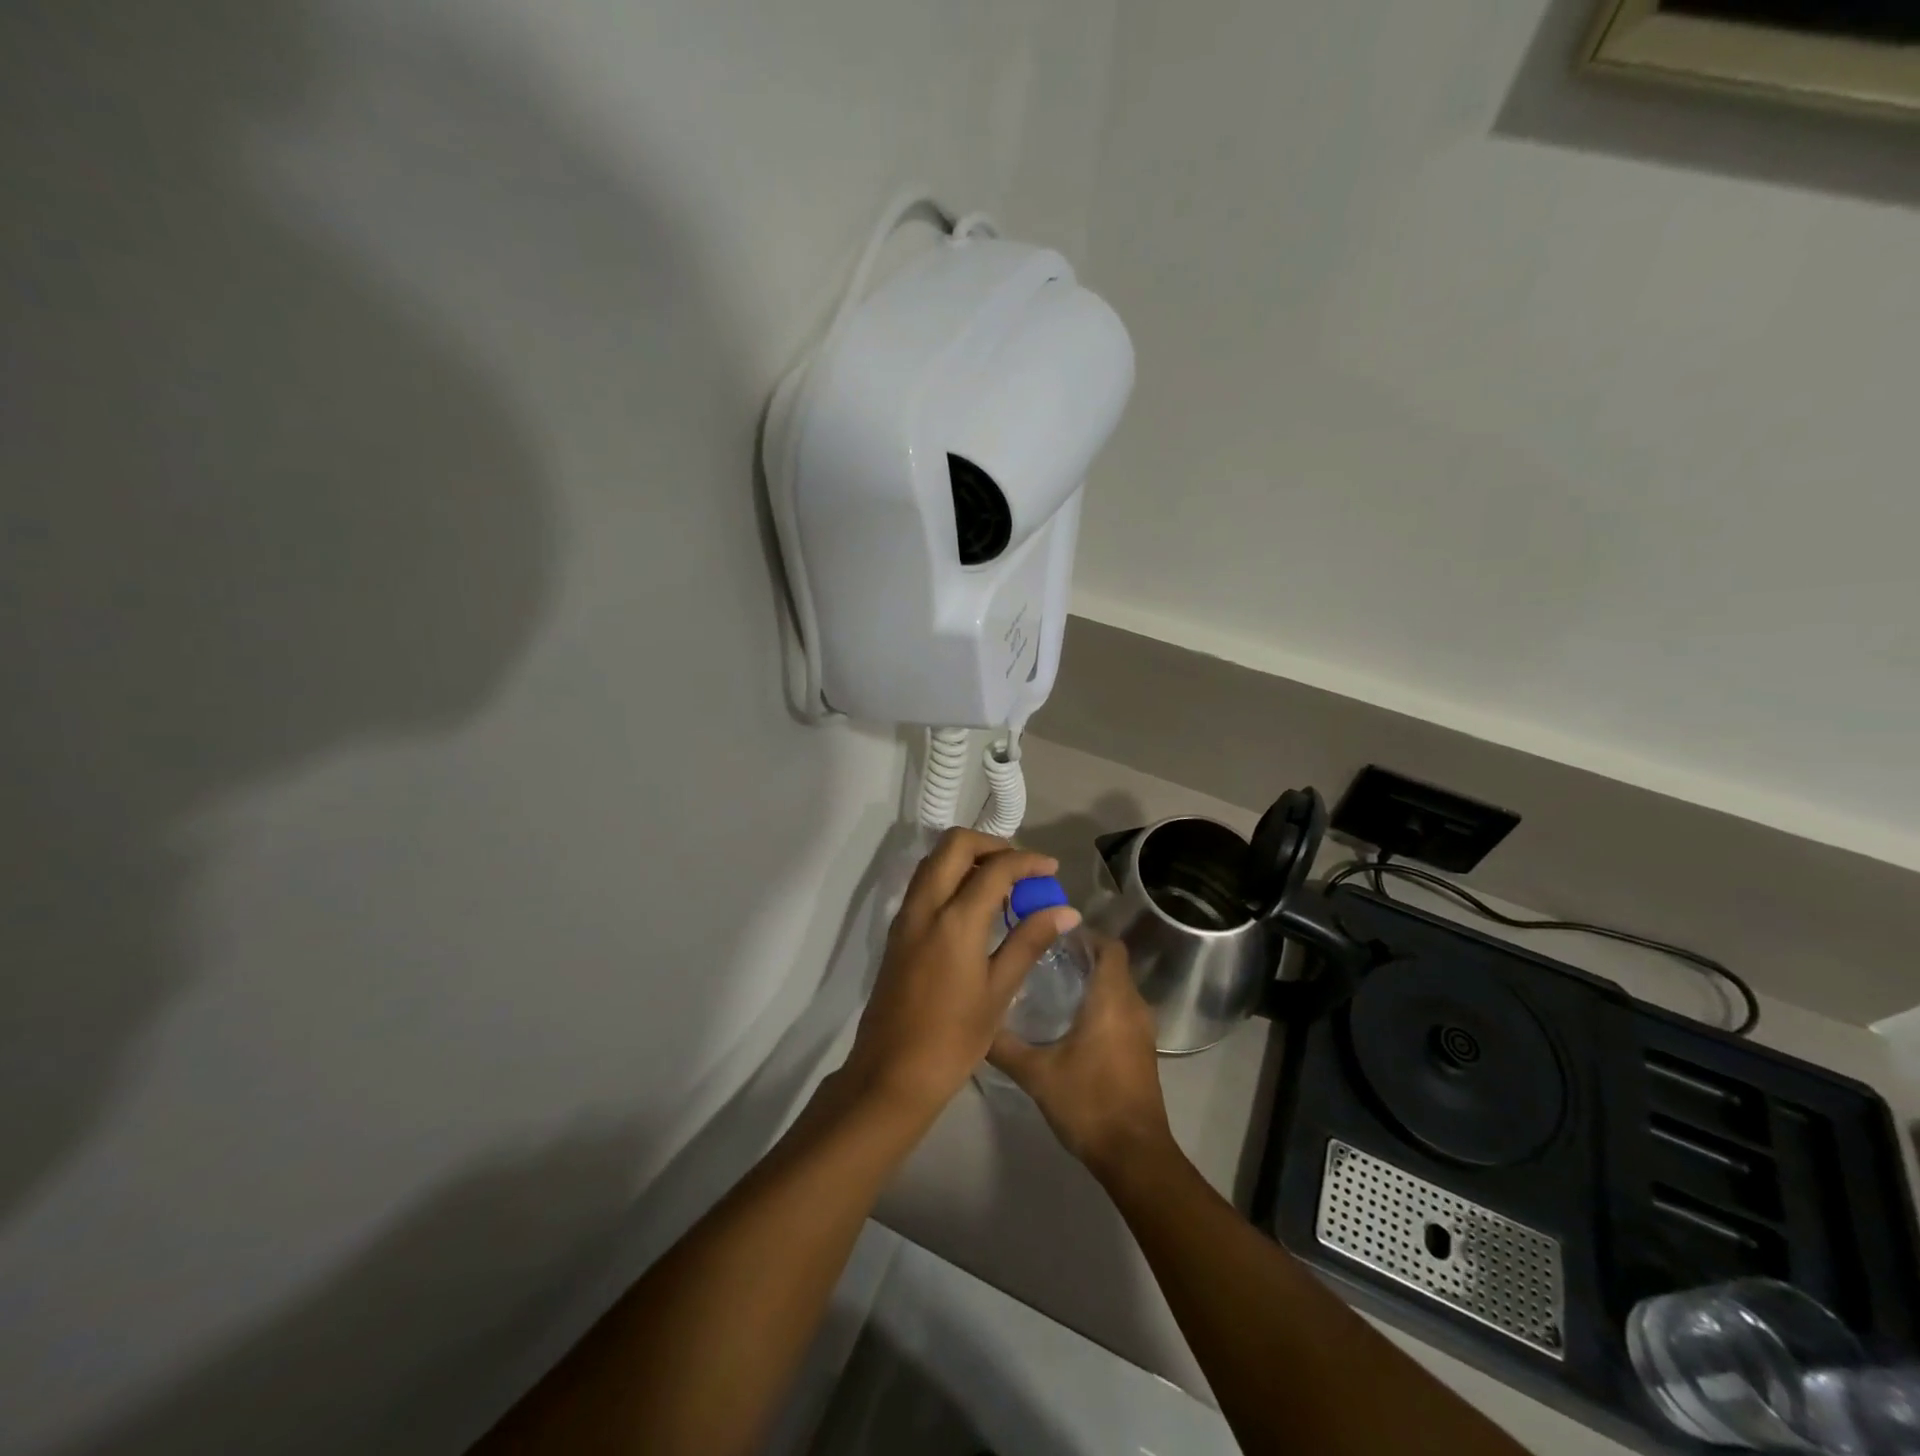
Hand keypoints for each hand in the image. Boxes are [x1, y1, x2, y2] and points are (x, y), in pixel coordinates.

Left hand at [839, 829, 1080, 1123]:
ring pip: (935, 859)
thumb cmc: (953, 1039)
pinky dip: (950, 875)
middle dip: (991, 844)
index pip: (995, 868)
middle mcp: (926, 906)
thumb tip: (1065, 910)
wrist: (891, 1073)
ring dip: (968, 857)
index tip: (1051, 869)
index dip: (1027, 861)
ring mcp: (906, 916)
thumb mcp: (999, 991)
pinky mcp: (897, 930)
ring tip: (1001, 883)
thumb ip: (1029, 941)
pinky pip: (924, 883)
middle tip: (1020, 867)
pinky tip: (974, 904)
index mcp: (955, 920)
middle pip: (954, 845)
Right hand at [988, 938, 1174, 1180]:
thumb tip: (975, 1023)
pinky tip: (1069, 1022)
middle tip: (1040, 957)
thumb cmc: (1088, 1102)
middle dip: (1081, 956)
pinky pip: (1121, 1011)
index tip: (1050, 934)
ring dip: (1091, 982)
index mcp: (1112, 999)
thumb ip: (1004, 1045)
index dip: (1083, 934)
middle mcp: (1133, 1006)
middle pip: (1112, 964)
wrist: (1134, 1156)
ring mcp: (1142, 1030)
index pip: (1109, 945)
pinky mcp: (1142, 1051)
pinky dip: (1100, 1005)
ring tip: (1049, 985)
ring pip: (1117, 989)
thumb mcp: (1036, 1073)